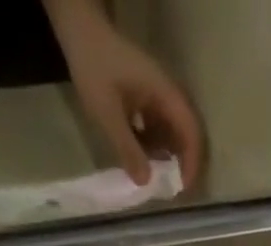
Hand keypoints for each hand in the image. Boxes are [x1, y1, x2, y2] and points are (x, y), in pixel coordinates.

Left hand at [52, 7, 202, 185]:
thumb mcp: (108, 112)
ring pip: (170, 131)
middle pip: (185, 132)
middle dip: (181, 162)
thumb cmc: (94, 68)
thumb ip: (127, 148)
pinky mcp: (145, 98)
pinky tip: (140, 160)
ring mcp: (156, 95)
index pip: (190, 130)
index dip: (191, 161)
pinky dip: (152, 146)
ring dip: (165, 156)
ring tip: (154, 179)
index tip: (182, 188)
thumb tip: (146, 182)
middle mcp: (166, 93)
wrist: (79, 31)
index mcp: (164, 93)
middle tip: (171, 190)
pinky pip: (156, 126)